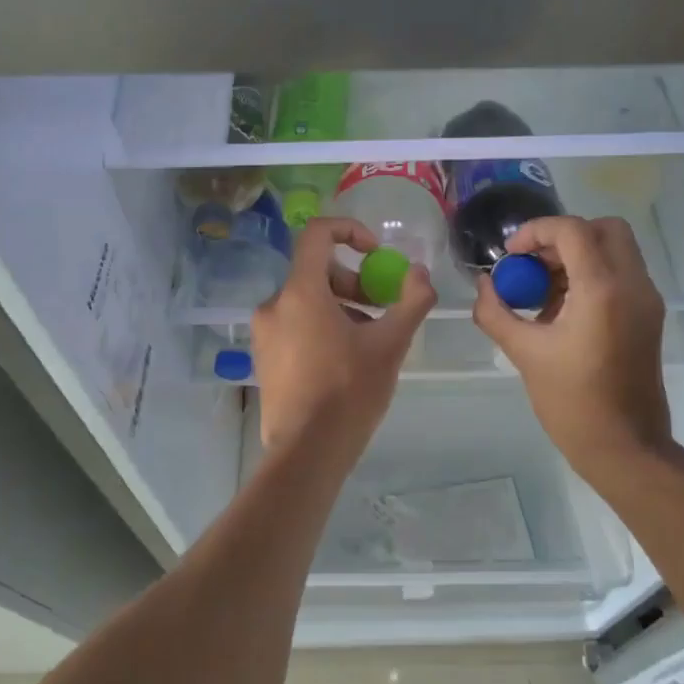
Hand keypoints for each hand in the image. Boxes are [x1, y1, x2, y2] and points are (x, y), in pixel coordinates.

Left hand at [250, 217, 436, 470]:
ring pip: (305, 300)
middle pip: (314, 270)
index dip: (350, 232)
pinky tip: (344, 359)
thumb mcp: (390, 344)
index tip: (376, 253)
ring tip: (368, 339)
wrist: (307, 452)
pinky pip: (294, 324)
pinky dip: (320, 326)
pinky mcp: (263, 357)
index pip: (317, 234)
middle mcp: (273, 305)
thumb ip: (411, 301)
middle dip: (352, 280)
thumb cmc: (349, 392)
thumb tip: (419, 273)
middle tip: (380, 307)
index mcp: (300, 292)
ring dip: (340, 306)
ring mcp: (264, 333)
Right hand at [472, 216, 677, 479]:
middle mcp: (633, 285)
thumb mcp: (524, 353)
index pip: (572, 230)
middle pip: (604, 229)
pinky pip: (620, 275)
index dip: (536, 232)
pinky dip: (591, 275)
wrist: (626, 447)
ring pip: (615, 250)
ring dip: (576, 256)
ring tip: (541, 291)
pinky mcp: (649, 317)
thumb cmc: (572, 402)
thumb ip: (496, 312)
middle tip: (532, 264)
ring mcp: (646, 301)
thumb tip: (483, 286)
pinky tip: (561, 309)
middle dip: (563, 237)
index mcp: (603, 290)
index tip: (511, 256)